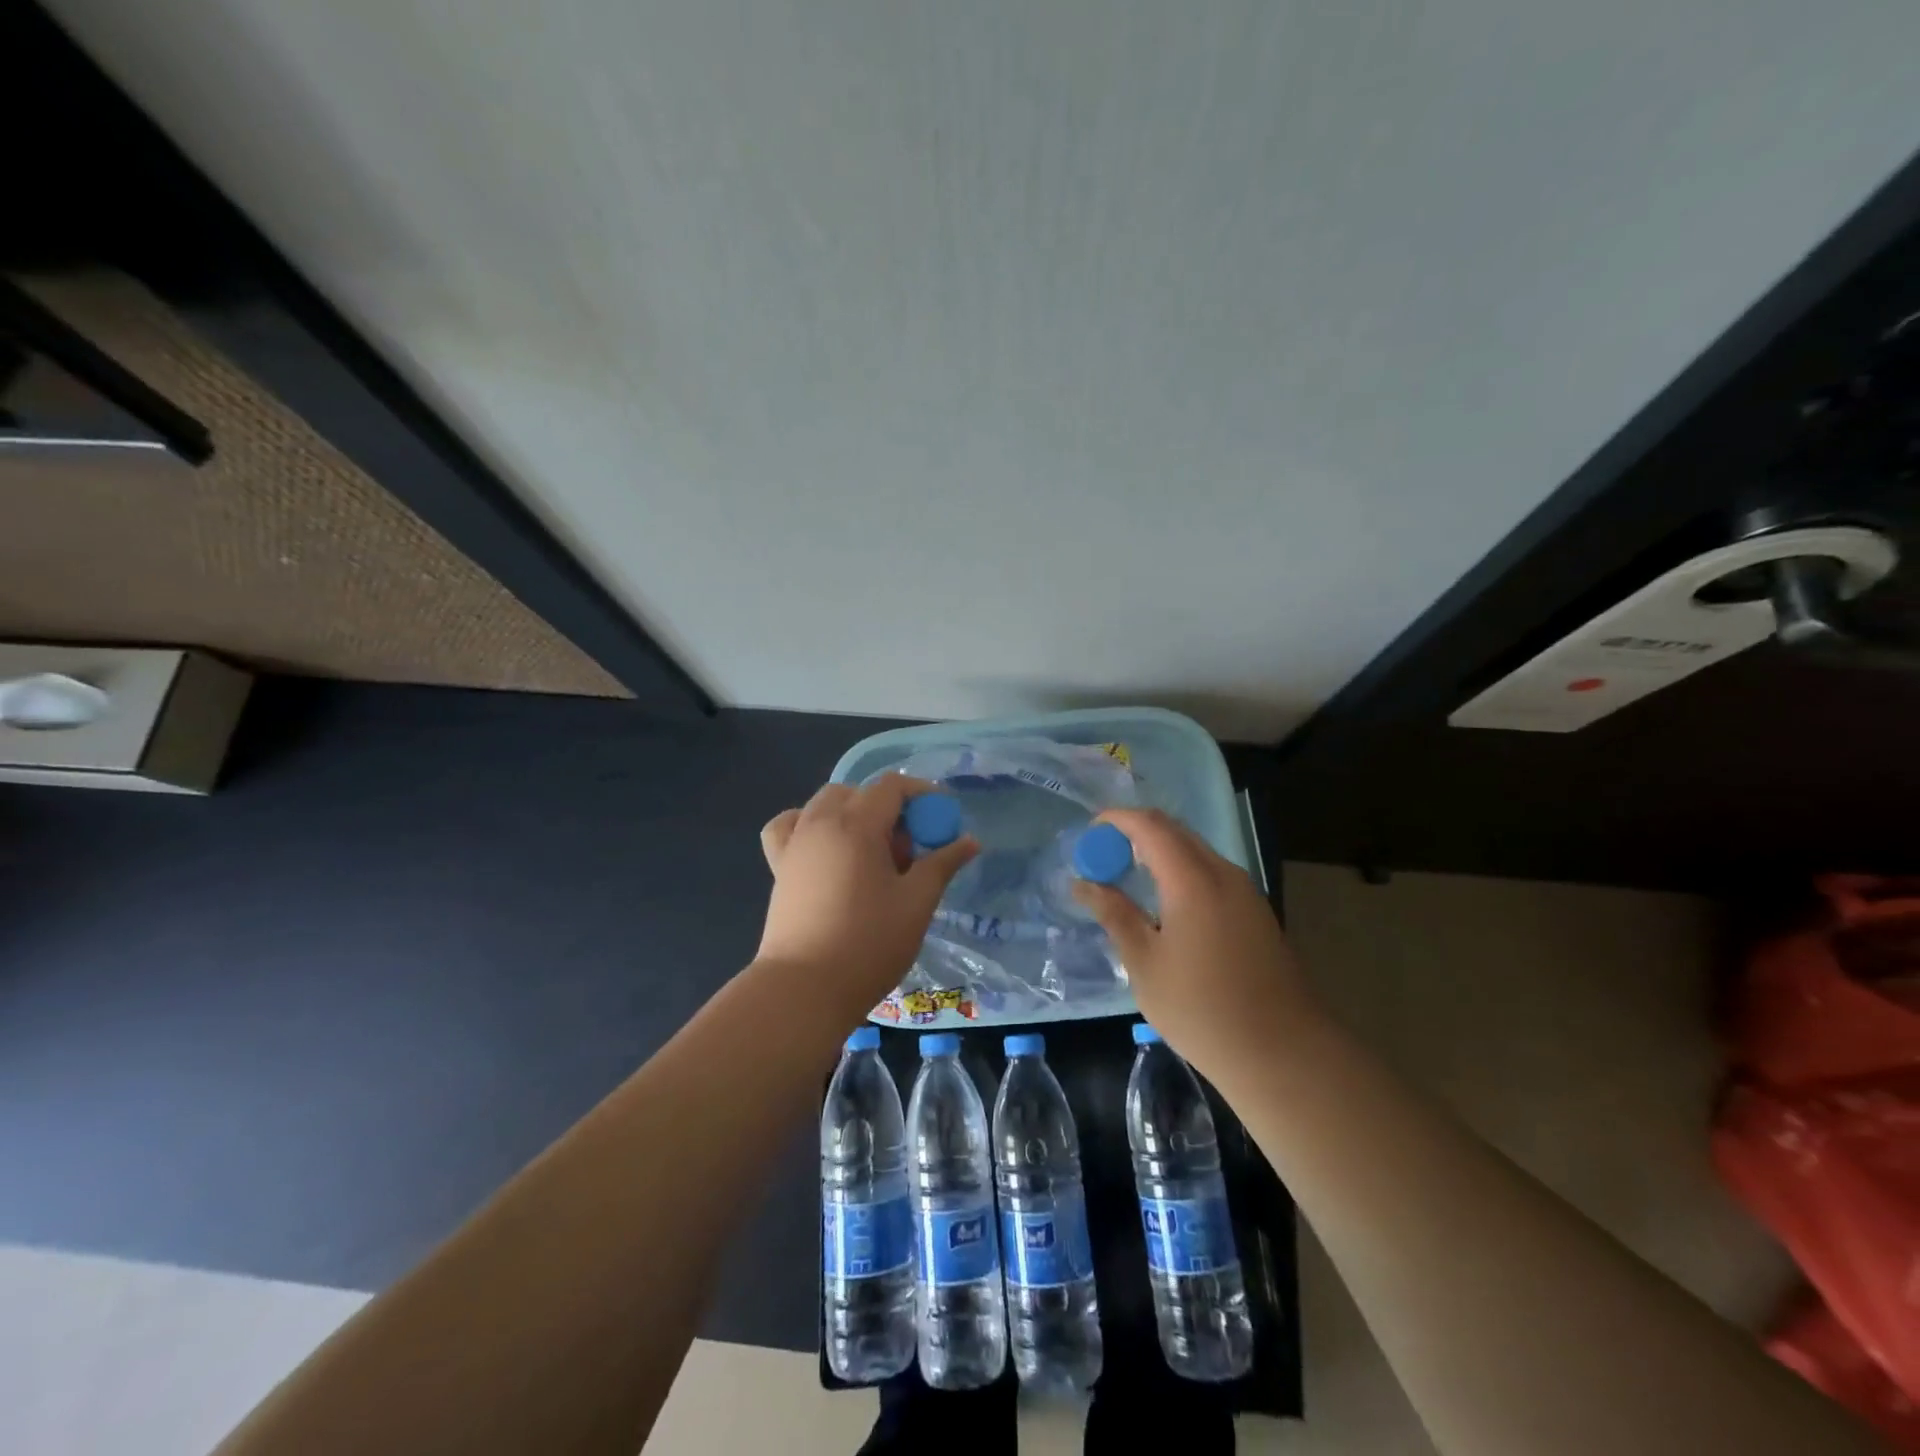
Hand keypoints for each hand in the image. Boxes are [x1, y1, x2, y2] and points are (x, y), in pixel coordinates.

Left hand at [757, 776, 978, 1020]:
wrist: (804, 989)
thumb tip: (970, 841)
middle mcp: (821, 822)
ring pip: (825, 804)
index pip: (891, 786)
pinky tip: (826, 849)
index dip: (921, 794)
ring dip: (853, 814)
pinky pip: (791, 826)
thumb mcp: (917, 903)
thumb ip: (942, 864)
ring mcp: (795, 843)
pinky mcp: (778, 866)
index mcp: (856, 825)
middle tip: (909, 850)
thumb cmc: (868, 944)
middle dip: (888, 809)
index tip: (941, 818)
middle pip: (858, 792)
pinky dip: (810, 825)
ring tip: (871, 854)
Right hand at [1071, 808, 1322, 1075]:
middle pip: (1175, 831)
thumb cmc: (1203, 1010)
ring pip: (1196, 851)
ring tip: (1128, 878)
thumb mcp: (1145, 965)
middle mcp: (1223, 874)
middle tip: (1103, 856)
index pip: (1150, 826)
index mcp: (1193, 880)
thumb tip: (1084, 884)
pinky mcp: (1256, 911)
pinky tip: (1166, 904)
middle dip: (1136, 832)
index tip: (1089, 832)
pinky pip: (1211, 872)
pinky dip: (1181, 871)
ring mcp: (1245, 892)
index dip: (1117, 819)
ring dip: (1160, 852)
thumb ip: (1115, 915)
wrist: (1284, 1053)